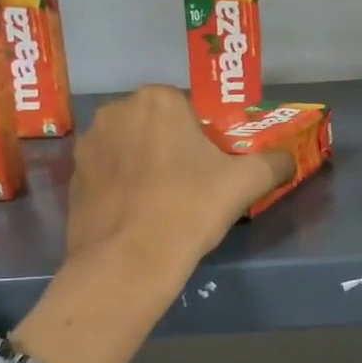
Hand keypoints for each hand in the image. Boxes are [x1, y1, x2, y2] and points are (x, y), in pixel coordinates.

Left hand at [67, 86, 292, 274]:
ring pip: (130, 147)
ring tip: (163, 202)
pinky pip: (109, 172)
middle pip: (157, 124)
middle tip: (194, 184)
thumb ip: (275, 162)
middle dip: (173, 146)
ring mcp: (88, 144)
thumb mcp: (247, 182)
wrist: (127, 262)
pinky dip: (123, 185)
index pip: (190, 108)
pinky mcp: (73, 177)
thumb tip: (289, 159)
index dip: (206, 136)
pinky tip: (138, 214)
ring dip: (145, 163)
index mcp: (158, 100)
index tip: (215, 165)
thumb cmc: (190, 208)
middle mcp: (116, 110)